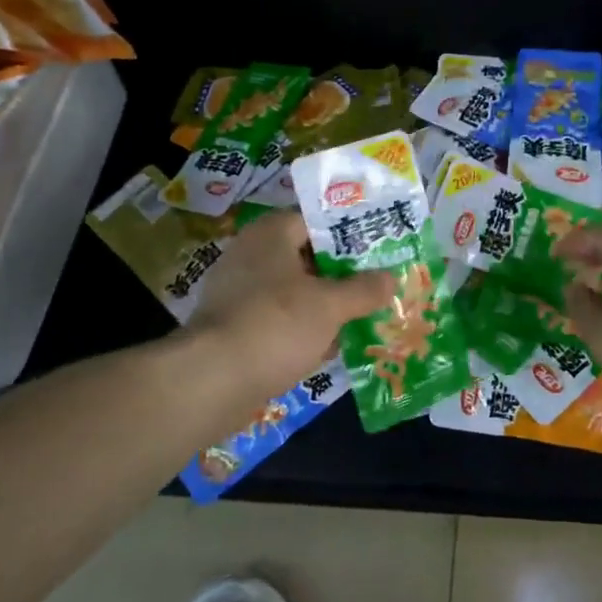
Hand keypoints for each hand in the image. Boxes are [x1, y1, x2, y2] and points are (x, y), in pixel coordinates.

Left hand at [188, 211, 394, 404]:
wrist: (211, 381)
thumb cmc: (276, 325)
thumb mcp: (330, 306)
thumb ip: (363, 290)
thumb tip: (391, 278)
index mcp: (270, 235)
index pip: (315, 220)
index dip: (349, 233)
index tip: (379, 248)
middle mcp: (250, 256)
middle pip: (306, 257)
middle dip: (341, 274)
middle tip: (376, 284)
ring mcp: (238, 293)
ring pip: (293, 292)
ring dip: (324, 305)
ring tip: (361, 316)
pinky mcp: (233, 328)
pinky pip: (277, 320)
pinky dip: (302, 330)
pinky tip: (330, 347)